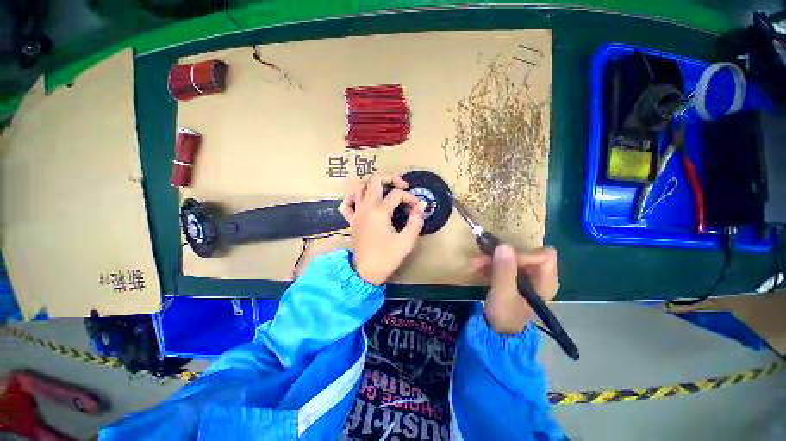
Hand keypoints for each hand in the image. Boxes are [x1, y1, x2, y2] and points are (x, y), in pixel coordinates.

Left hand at [338, 175, 423, 284]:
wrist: (365, 273)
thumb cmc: (386, 258)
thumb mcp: (406, 241)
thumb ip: (415, 222)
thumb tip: (420, 206)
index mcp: (380, 212)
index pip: (397, 194)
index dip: (410, 198)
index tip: (416, 208)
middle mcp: (366, 208)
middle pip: (375, 180)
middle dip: (391, 178)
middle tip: (402, 186)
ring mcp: (356, 213)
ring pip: (359, 187)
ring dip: (373, 184)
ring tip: (385, 190)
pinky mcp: (351, 220)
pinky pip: (347, 203)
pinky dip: (354, 197)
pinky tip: (363, 200)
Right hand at [469, 245, 558, 334]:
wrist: (497, 330)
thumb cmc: (505, 315)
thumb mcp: (503, 294)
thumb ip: (504, 271)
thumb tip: (504, 245)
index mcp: (546, 282)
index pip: (542, 256)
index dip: (522, 254)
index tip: (500, 257)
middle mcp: (539, 276)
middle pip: (525, 254)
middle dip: (500, 254)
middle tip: (480, 259)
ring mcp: (527, 275)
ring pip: (511, 257)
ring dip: (491, 258)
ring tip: (473, 265)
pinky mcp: (515, 276)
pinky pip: (504, 262)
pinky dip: (490, 263)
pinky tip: (477, 268)